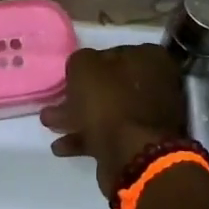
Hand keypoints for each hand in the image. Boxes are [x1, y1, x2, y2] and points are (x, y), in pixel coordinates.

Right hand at [40, 45, 185, 195]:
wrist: (131, 155)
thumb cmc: (109, 102)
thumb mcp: (85, 67)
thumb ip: (81, 60)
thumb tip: (84, 66)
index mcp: (151, 60)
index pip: (114, 53)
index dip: (89, 64)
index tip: (70, 76)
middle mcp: (158, 85)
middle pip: (112, 86)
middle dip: (81, 95)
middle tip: (56, 100)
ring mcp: (153, 117)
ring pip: (109, 112)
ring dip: (78, 118)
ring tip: (50, 124)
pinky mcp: (143, 144)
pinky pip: (111, 135)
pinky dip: (87, 138)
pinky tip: (62, 146)